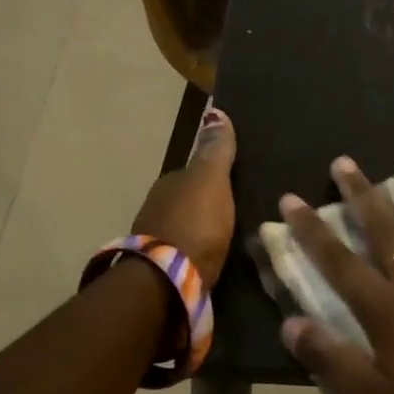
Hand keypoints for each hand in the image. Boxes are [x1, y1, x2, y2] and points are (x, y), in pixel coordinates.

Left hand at [130, 107, 236, 285]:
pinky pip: (185, 252)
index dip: (215, 174)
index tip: (237, 180)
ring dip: (201, 228)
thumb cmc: (193, 224)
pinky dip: (197, 251)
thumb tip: (215, 110)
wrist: (164, 284)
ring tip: (229, 235)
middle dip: (207, 202)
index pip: (194, 172)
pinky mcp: (161, 271)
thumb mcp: (211, 181)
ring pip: (185, 226)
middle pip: (188, 199)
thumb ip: (215, 150)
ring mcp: (156, 240)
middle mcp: (157, 207)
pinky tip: (213, 257)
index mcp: (169, 183)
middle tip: (237, 209)